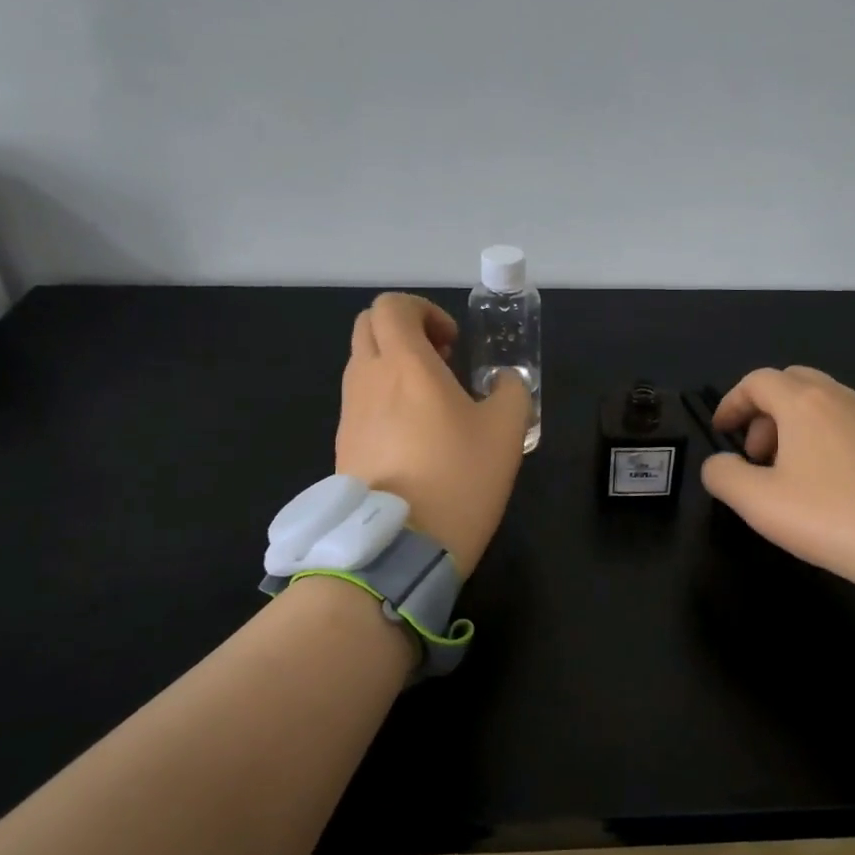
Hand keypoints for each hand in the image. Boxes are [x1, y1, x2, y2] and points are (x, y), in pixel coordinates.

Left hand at [335, 293, 530, 578]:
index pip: (392, 306)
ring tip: (432, 403)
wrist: (399, 547)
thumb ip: (511, 391)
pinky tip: (415, 437)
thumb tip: (503, 382)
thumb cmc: (458, 478)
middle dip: (405, 331)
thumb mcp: (507, 431)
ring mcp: (349, 413)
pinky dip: (384, 399)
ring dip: (394, 366)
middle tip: (441, 361)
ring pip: (362, 364)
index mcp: (404, 363)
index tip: (452, 343)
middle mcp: (367, 379)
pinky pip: (359, 402)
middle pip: (369, 327)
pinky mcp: (342, 445)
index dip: (424, 311)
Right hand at [700, 367, 854, 632]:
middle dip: (763, 411)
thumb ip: (723, 477)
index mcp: (803, 402)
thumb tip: (718, 464)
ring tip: (787, 474)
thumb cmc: (834, 518)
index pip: (757, 381)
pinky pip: (845, 422)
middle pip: (790, 383)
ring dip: (793, 426)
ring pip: (820, 402)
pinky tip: (827, 484)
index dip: (732, 404)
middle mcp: (839, 397)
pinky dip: (822, 437)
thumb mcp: (759, 503)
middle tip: (755, 454)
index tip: (721, 434)